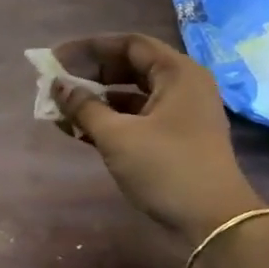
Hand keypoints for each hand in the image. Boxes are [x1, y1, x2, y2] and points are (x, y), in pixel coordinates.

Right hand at [48, 33, 261, 237]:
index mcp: (177, 73)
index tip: (56, 58)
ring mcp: (180, 115)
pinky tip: (78, 130)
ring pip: (130, 95)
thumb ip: (84, 107)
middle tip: (55, 83)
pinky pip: (136, 118)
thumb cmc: (167, 168)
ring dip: (95, 100)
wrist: (214, 223)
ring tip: (59, 108)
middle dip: (89, 74)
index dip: (89, 48)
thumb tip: (57, 86)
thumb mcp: (117, 136)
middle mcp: (182, 86)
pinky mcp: (174, 140)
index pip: (129, 44)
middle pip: (129, 67)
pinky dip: (108, 120)